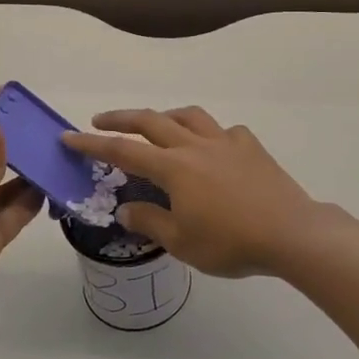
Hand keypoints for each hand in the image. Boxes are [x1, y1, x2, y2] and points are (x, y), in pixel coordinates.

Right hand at [63, 107, 324, 277]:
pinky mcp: (250, 146)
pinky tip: (211, 148)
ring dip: (165, 116)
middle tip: (100, 120)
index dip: (93, 144)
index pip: (123, 150)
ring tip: (156, 124)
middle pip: (152, 121)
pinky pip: (223, 131)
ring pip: (188, 116)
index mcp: (174, 168)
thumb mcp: (182, 242)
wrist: (289, 232)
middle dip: (122, 118)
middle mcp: (196, 145)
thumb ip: (150, 221)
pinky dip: (208, 134)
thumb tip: (126, 208)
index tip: (69, 137)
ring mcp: (226, 141)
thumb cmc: (231, 242)